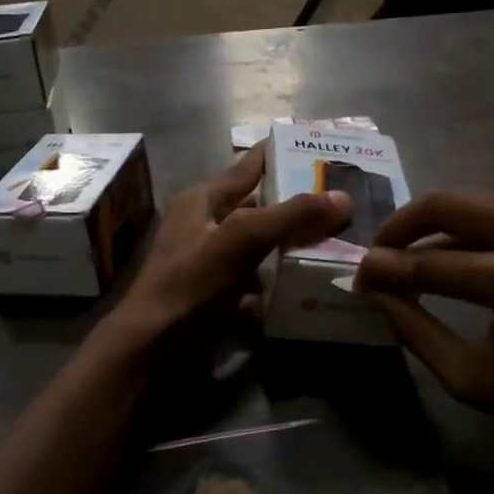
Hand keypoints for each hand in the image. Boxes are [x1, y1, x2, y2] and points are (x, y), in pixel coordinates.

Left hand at [114, 145, 352, 344]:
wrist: (150, 345)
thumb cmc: (191, 283)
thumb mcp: (242, 241)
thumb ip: (290, 216)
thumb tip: (343, 198)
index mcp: (205, 198)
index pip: (250, 164)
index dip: (283, 152)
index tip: (324, 147)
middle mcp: (205, 223)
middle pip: (259, 206)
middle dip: (297, 206)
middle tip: (344, 203)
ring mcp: (208, 259)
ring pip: (259, 244)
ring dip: (290, 246)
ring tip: (334, 243)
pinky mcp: (214, 292)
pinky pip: (253, 280)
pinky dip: (275, 283)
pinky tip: (303, 289)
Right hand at [355, 190, 493, 447]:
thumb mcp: (474, 380)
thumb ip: (416, 331)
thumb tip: (377, 290)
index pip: (427, 262)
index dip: (383, 267)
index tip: (358, 276)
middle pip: (446, 202)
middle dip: (401, 224)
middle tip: (379, 251)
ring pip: (472, 197)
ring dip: (432, 220)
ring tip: (408, 249)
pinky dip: (468, 223)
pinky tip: (455, 249)